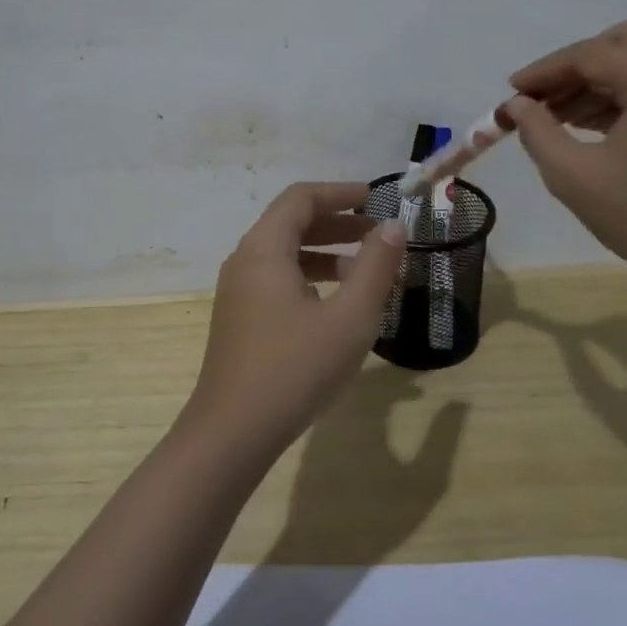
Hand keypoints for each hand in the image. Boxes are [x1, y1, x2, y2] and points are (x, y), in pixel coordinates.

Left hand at [182, 182, 407, 462]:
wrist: (232, 433)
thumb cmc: (295, 369)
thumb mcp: (349, 318)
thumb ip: (375, 267)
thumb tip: (393, 227)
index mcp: (264, 248)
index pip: (301, 198)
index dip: (339, 192)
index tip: (375, 198)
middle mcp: (245, 260)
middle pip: (292, 222)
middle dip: (337, 223)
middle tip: (378, 234)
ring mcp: (238, 290)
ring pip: (285, 253)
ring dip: (326, 253)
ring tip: (366, 272)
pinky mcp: (240, 317)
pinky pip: (277, 279)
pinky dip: (310, 277)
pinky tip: (336, 304)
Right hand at [504, 21, 626, 282]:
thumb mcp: (573, 175)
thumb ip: (536, 131)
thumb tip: (517, 105)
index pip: (590, 55)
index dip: (544, 71)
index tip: (511, 93)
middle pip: (621, 42)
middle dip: (575, 64)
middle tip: (541, 96)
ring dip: (595, 79)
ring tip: (556, 116)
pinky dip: (618, 93)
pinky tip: (587, 125)